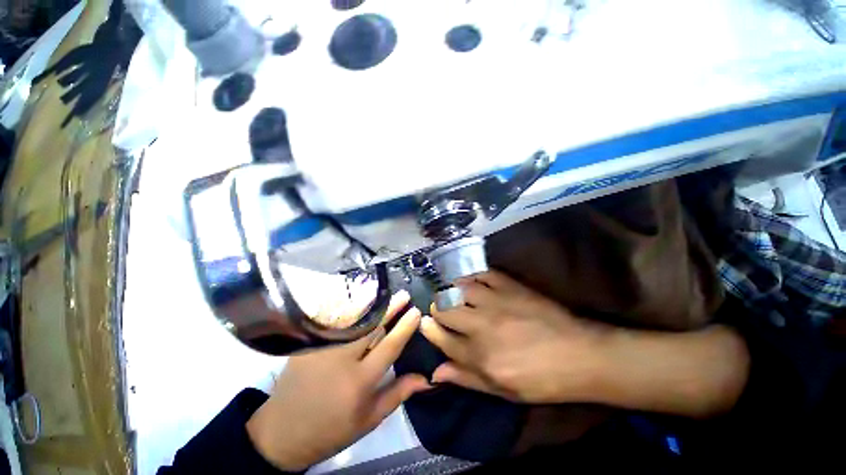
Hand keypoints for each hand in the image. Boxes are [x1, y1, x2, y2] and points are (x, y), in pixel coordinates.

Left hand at [246, 291, 430, 470]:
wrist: (283, 432)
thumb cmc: (333, 429)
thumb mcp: (370, 419)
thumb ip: (398, 393)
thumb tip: (426, 378)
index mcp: (360, 381)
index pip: (389, 346)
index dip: (404, 327)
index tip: (416, 312)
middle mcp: (342, 359)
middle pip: (372, 326)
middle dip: (391, 308)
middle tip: (404, 295)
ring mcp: (323, 347)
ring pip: (352, 318)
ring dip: (371, 303)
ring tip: (386, 293)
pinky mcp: (309, 343)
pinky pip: (334, 320)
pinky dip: (348, 307)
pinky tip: (358, 299)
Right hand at [420, 271, 607, 403]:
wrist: (580, 355)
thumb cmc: (540, 379)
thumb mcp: (502, 390)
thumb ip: (466, 379)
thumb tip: (435, 373)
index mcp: (480, 356)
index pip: (442, 338)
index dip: (429, 330)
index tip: (424, 323)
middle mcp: (482, 326)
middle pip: (445, 310)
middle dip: (437, 309)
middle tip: (439, 309)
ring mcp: (497, 302)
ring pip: (460, 289)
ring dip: (451, 290)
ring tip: (451, 293)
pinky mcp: (510, 286)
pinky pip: (483, 274)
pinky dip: (473, 276)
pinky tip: (471, 281)